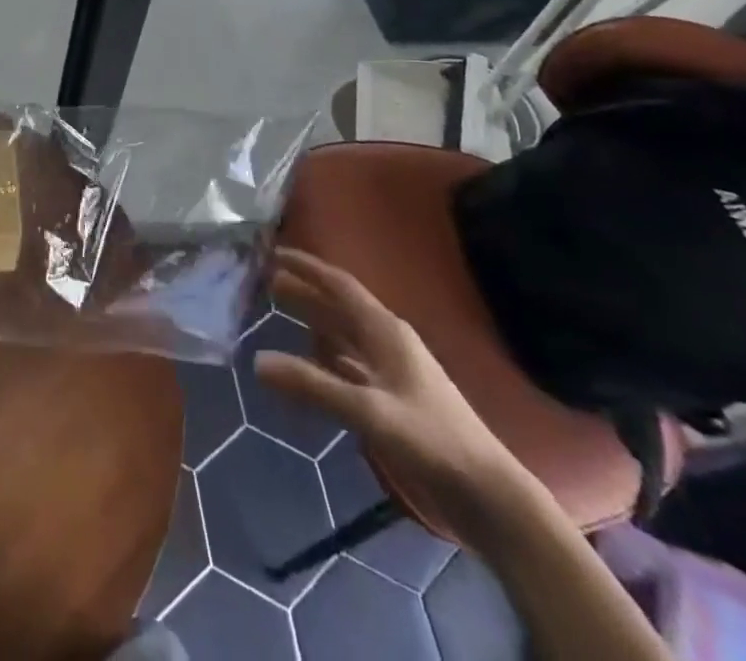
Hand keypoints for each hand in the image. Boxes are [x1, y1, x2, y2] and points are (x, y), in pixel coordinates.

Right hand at [255, 249, 546, 547]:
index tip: (274, 253)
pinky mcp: (395, 398)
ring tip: (282, 315)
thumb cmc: (431, 440)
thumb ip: (313, 385)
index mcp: (385, 331)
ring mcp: (394, 370)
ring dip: (314, 322)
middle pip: (339, 307)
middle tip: (267, 282)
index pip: (339, 285)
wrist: (487, 493)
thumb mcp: (368, 411)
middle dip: (305, 292)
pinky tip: (314, 364)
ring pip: (345, 334)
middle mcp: (388, 341)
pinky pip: (352, 364)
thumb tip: (257, 360)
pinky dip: (327, 357)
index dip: (307, 267)